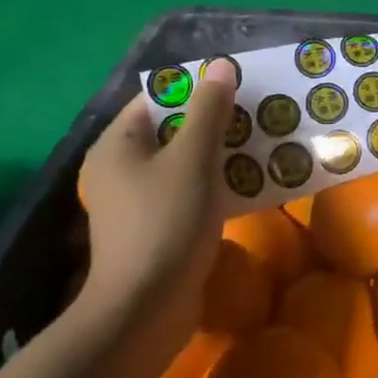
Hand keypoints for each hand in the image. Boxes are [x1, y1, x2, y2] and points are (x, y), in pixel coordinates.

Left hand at [76, 59, 237, 326]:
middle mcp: (120, 167)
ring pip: (183, 161)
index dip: (197, 88)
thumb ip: (208, 110)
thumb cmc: (165, 222)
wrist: (145, 312)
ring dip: (219, 153)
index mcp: (118, 144)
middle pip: (172, 129)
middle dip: (214, 121)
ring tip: (259, 144)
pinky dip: (212, 183)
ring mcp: (135, 201)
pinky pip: (186, 190)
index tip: (238, 87)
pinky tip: (247, 183)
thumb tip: (220, 64)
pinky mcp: (154, 227)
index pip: (158, 98)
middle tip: (256, 114)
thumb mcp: (192, 158)